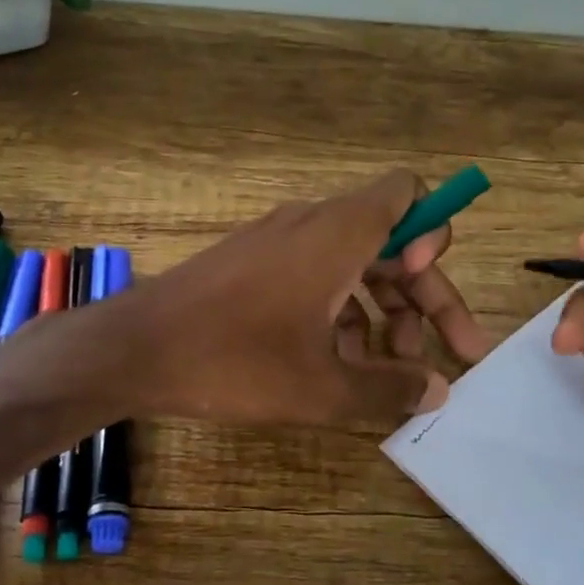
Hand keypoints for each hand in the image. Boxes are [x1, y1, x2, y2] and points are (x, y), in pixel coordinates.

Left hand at [125, 170, 492, 424]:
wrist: (134, 349)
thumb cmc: (235, 360)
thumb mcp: (322, 388)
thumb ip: (389, 388)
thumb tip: (438, 390)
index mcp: (340, 234)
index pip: (408, 193)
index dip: (433, 233)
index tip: (426, 285)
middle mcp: (314, 225)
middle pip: (392, 242)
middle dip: (425, 298)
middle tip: (449, 357)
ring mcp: (279, 243)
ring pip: (354, 265)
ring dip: (383, 314)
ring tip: (390, 374)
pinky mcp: (254, 264)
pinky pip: (316, 276)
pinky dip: (340, 313)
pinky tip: (338, 365)